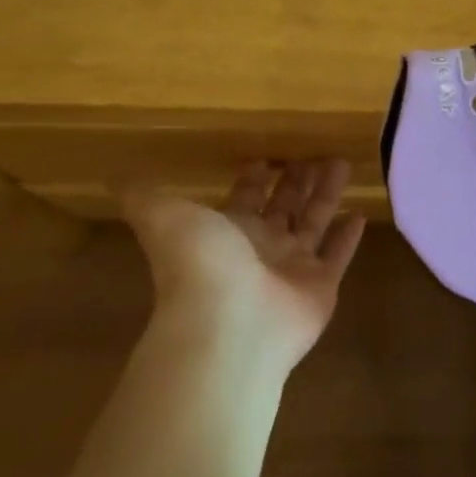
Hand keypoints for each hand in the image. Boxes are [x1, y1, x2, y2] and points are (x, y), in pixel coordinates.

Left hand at [122, 160, 366, 372]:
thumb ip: (143, 195)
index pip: (245, 196)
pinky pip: (338, 256)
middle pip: (284, 205)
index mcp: (228, 229)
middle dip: (296, 179)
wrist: (229, 326)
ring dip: (327, 194)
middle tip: (314, 151)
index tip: (265, 154)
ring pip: (314, 222)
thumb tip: (114, 175)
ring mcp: (292, 268)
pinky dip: (348, 238)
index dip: (254, 176)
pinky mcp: (321, 287)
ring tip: (343, 162)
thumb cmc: (200, 264)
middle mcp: (261, 246)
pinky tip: (361, 214)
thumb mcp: (164, 216)